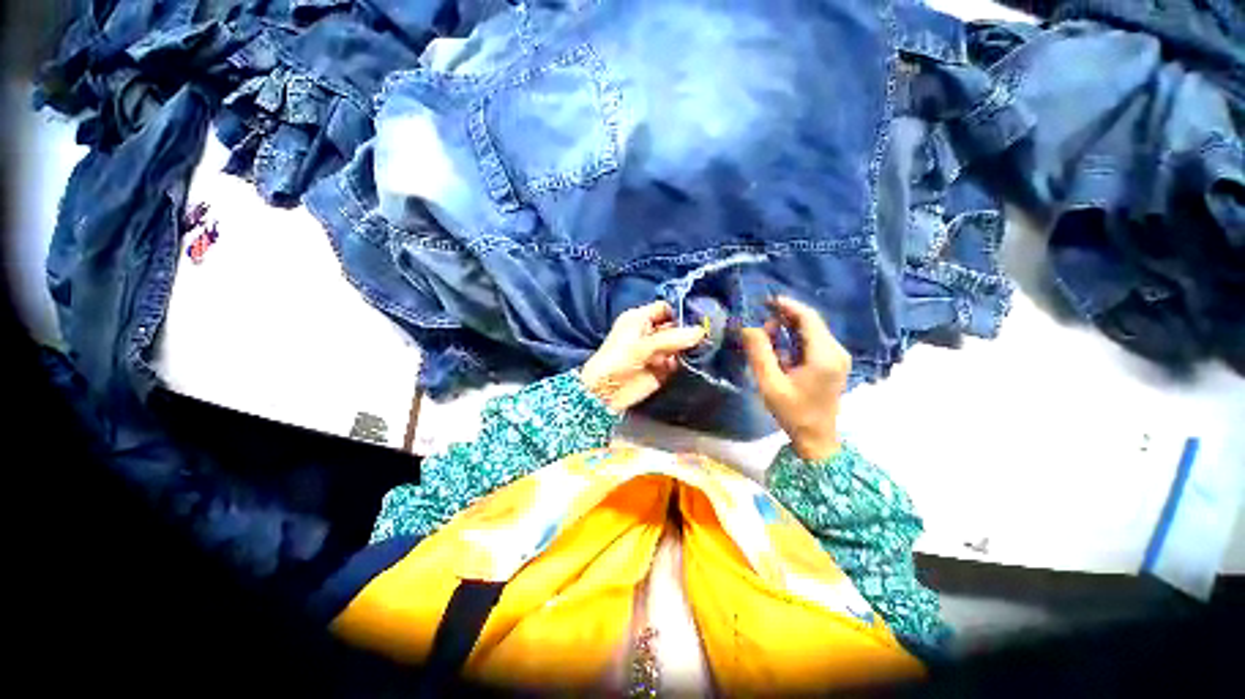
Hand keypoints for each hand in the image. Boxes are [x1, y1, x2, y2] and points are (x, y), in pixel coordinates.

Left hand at [580, 301, 706, 411]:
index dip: (680, 312)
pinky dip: (686, 362)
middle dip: (689, 330)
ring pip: (678, 345)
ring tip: (707, 347)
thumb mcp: (644, 345)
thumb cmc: (619, 359)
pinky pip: (678, 362)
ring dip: (690, 347)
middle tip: (710, 333)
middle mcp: (649, 333)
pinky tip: (698, 361)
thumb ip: (673, 338)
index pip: (665, 309)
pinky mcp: (661, 369)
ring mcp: (656, 352)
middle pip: (674, 327)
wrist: (606, 391)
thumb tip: (702, 331)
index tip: (700, 316)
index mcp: (639, 319)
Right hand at [739, 296, 851, 460]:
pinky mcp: (833, 363)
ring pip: (811, 331)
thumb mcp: (770, 384)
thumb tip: (748, 327)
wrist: (816, 439)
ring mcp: (837, 357)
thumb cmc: (793, 413)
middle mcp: (836, 351)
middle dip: (784, 319)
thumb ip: (759, 353)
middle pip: (810, 322)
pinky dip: (794, 340)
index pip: (808, 318)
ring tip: (766, 340)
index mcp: (824, 356)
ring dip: (787, 330)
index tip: (766, 301)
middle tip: (760, 329)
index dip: (787, 306)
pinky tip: (779, 351)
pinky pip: (813, 342)